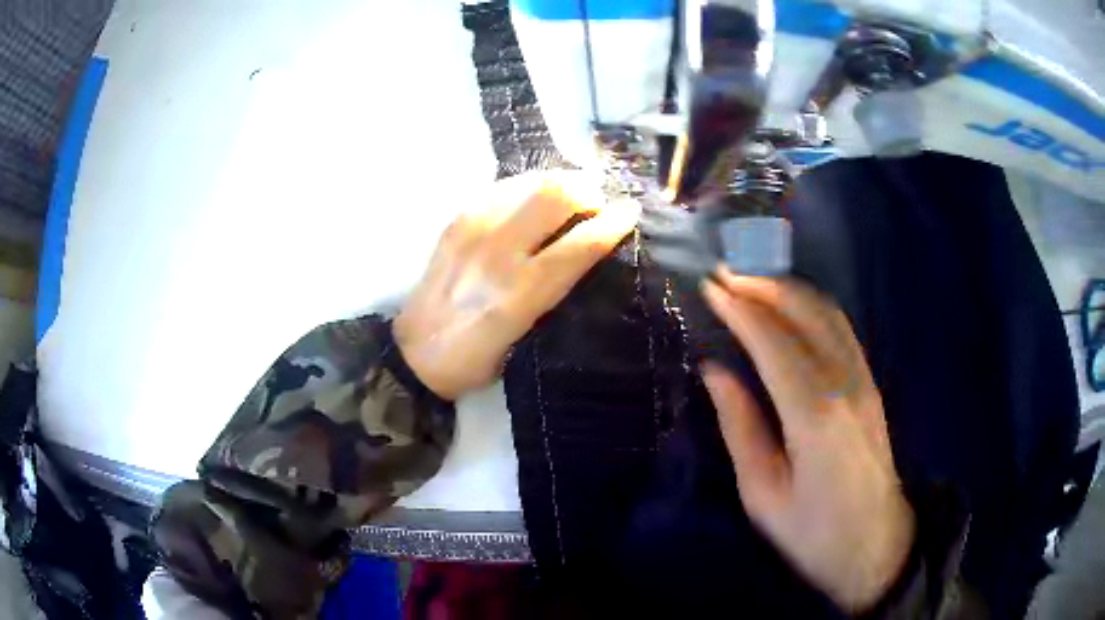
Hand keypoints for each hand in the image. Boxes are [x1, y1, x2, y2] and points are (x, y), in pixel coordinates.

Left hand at [395, 171, 639, 399]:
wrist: (414, 352)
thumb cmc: (476, 359)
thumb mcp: (526, 341)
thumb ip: (556, 293)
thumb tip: (587, 251)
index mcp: (519, 295)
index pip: (580, 244)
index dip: (613, 222)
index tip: (630, 212)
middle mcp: (497, 253)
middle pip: (555, 194)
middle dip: (588, 191)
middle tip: (599, 202)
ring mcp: (472, 229)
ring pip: (530, 181)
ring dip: (561, 183)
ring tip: (574, 196)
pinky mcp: (457, 219)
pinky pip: (504, 186)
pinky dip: (531, 187)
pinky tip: (536, 201)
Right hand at [701, 269, 914, 611]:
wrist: (875, 543)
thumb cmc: (813, 531)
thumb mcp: (763, 493)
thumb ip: (740, 426)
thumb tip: (714, 371)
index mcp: (814, 415)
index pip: (772, 342)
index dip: (740, 309)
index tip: (710, 286)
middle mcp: (844, 383)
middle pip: (805, 312)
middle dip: (763, 284)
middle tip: (726, 273)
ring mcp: (863, 379)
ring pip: (827, 313)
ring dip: (787, 288)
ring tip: (752, 281)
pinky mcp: (870, 383)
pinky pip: (840, 328)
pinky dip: (810, 306)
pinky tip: (789, 308)